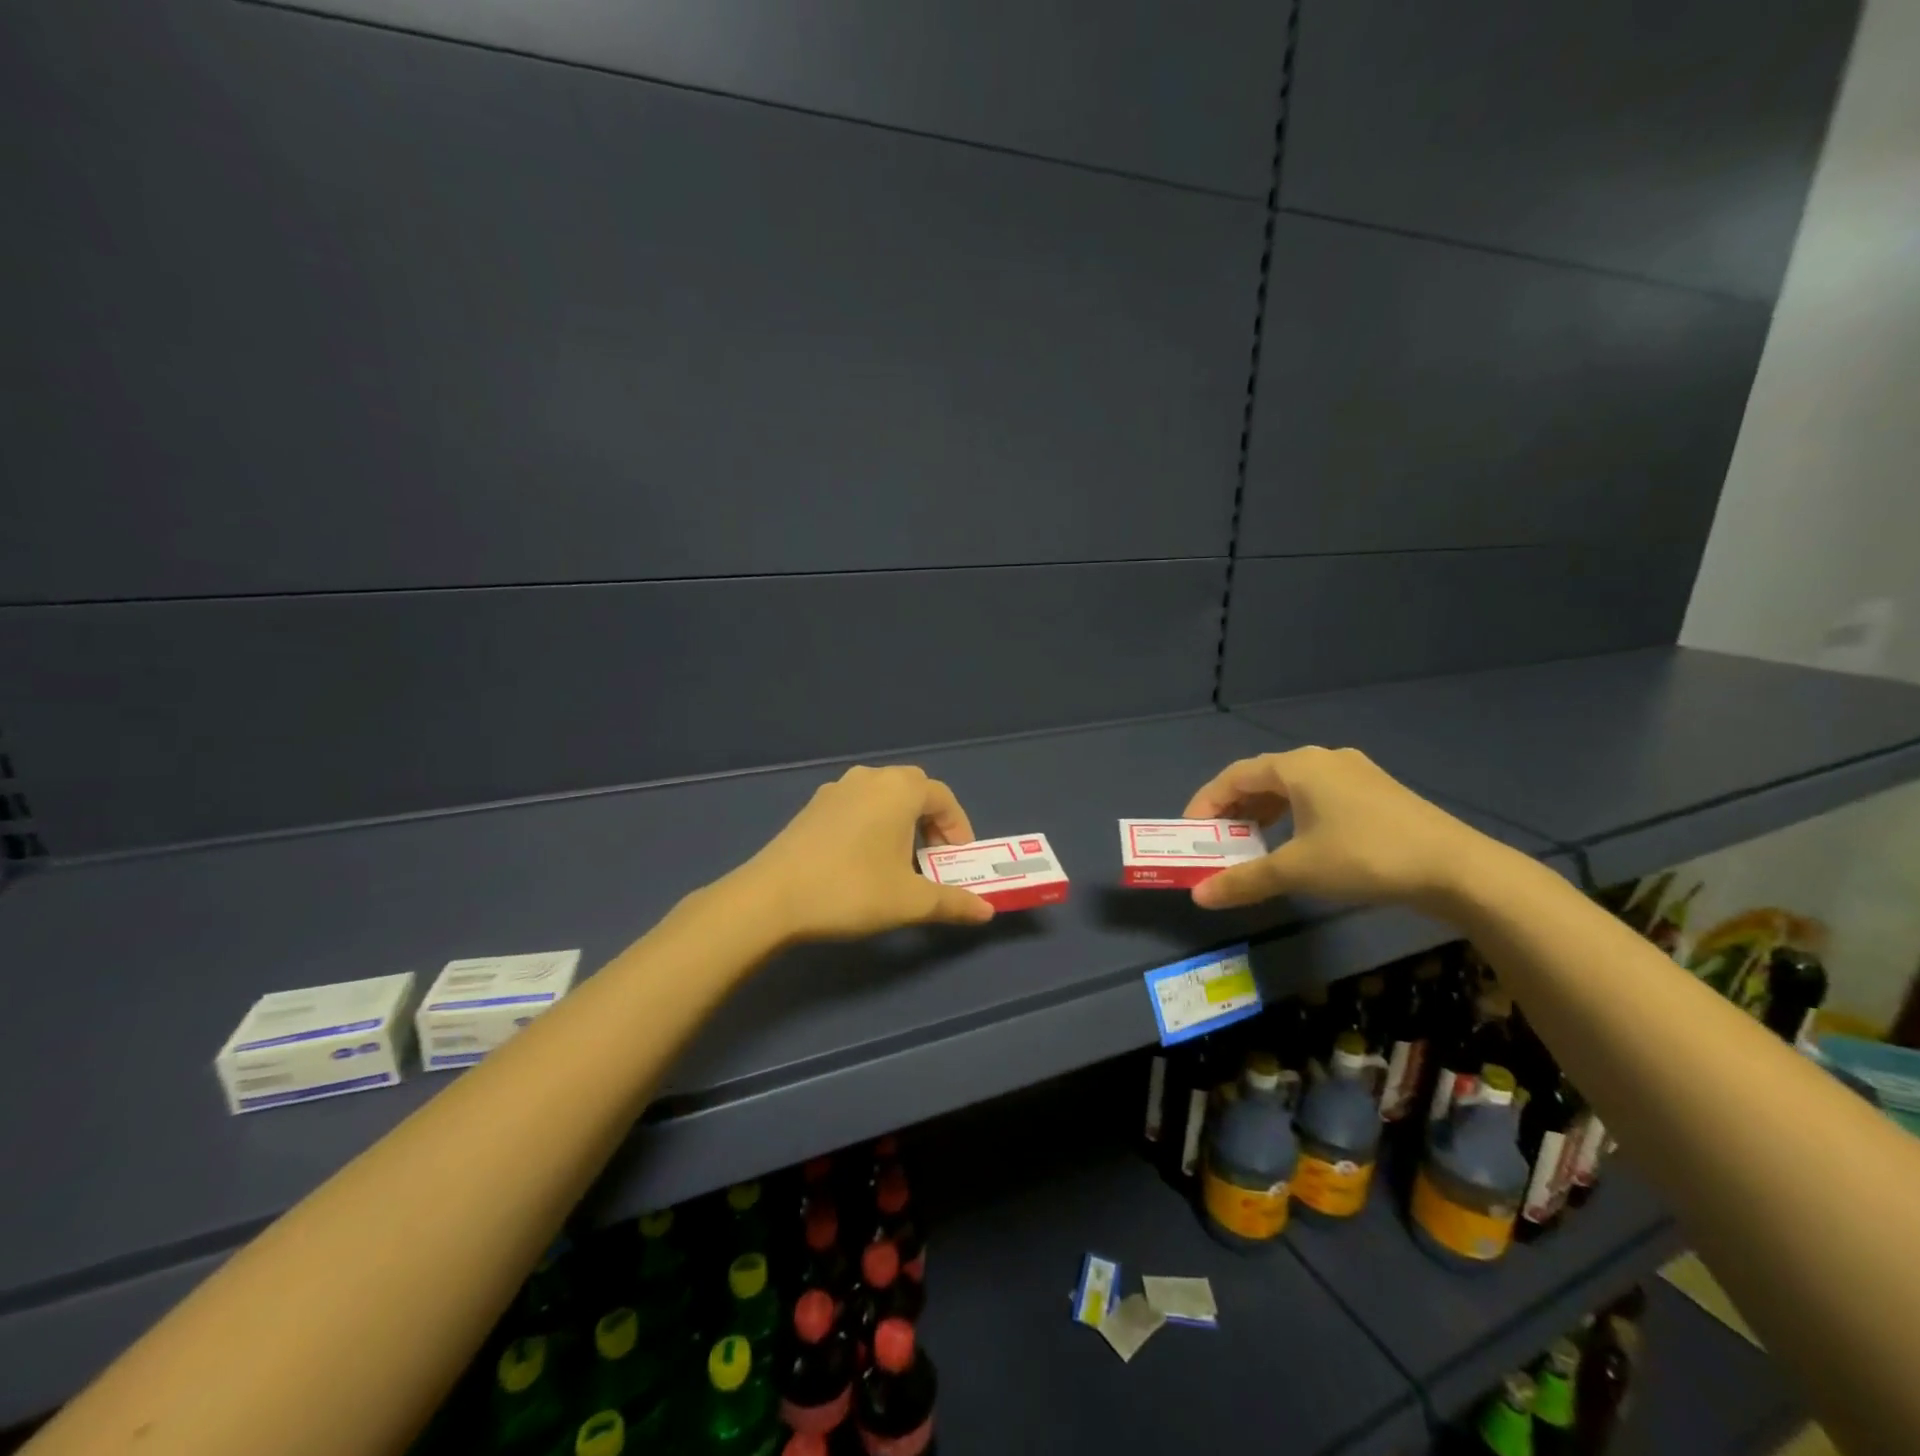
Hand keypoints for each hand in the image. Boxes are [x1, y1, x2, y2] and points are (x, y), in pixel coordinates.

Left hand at [738, 764, 995, 942]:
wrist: (771, 898)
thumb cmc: (852, 890)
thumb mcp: (910, 901)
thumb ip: (953, 902)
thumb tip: (987, 912)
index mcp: (899, 789)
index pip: (943, 797)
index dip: (959, 828)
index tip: (959, 861)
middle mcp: (870, 778)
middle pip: (914, 790)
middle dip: (931, 822)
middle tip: (933, 859)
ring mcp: (836, 789)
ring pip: (883, 797)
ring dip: (901, 822)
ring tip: (900, 861)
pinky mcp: (812, 807)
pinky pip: (856, 806)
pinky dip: (872, 824)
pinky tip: (862, 860)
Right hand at [1181, 746, 1489, 910]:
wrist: (1457, 869)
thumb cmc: (1365, 857)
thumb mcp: (1297, 871)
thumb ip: (1244, 880)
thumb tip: (1198, 897)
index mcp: (1298, 766)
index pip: (1234, 776)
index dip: (1206, 803)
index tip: (1190, 833)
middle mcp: (1323, 759)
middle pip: (1262, 778)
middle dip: (1234, 810)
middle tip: (1218, 841)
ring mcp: (1354, 773)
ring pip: (1292, 787)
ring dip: (1264, 813)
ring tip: (1252, 844)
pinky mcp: (1377, 793)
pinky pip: (1318, 796)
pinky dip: (1294, 815)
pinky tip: (1298, 843)